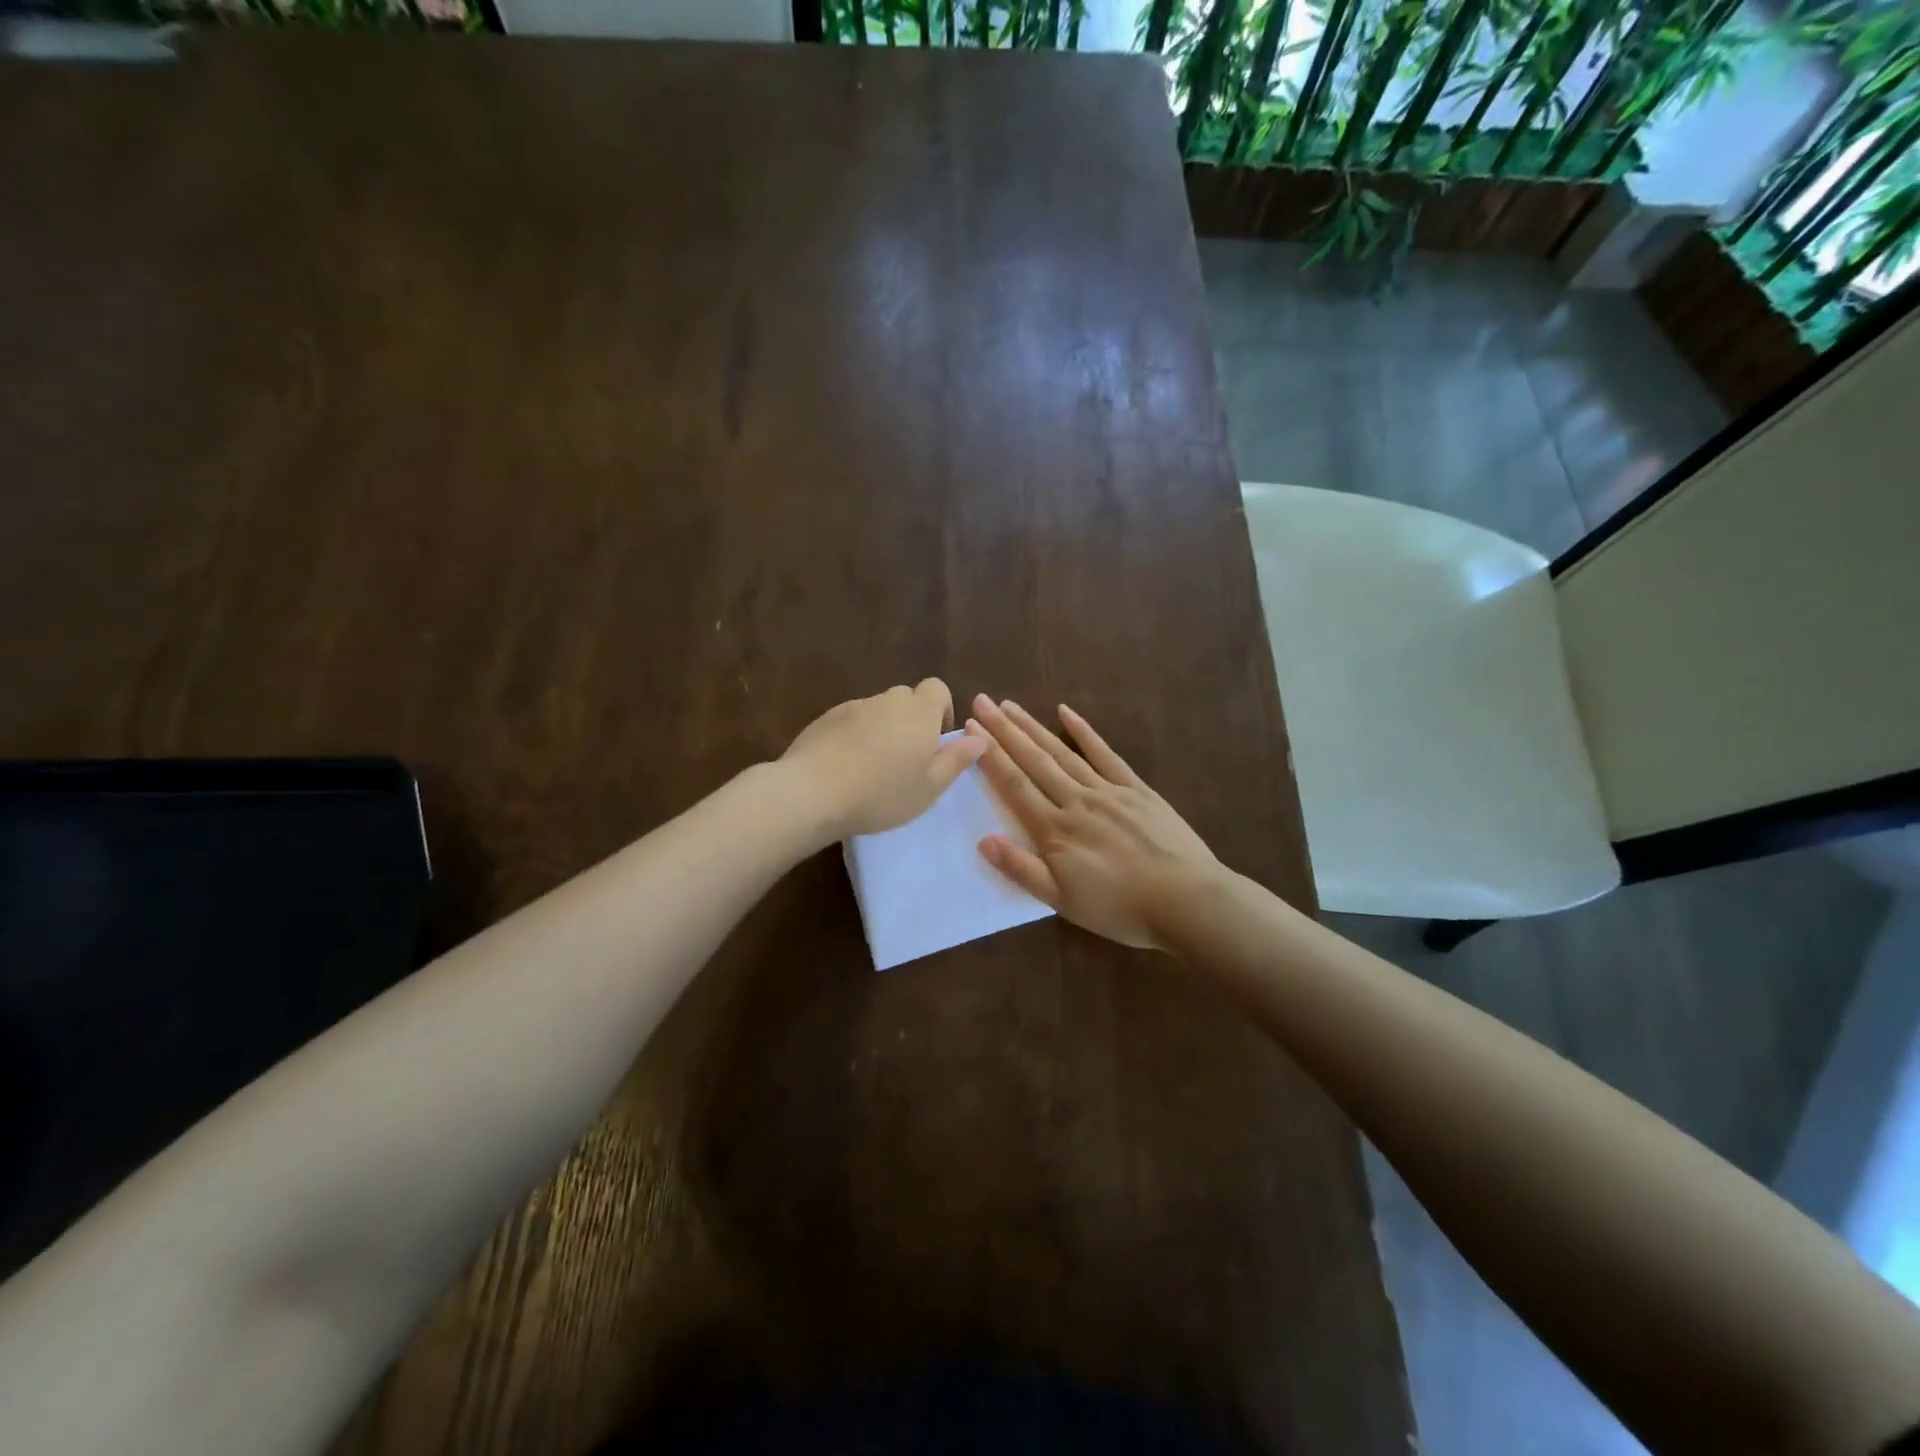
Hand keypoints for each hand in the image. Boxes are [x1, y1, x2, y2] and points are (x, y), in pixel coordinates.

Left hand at [780, 679, 987, 839]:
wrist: (812, 792)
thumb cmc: (882, 794)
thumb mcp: (930, 787)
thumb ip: (957, 760)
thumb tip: (979, 738)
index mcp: (919, 712)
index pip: (937, 688)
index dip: (941, 709)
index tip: (935, 741)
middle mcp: (887, 700)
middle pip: (906, 697)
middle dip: (911, 720)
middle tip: (906, 759)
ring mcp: (853, 707)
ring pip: (877, 710)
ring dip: (882, 729)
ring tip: (873, 767)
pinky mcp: (825, 718)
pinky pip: (851, 720)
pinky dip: (855, 736)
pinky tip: (846, 766)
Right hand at [966, 695, 1218, 949]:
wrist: (1187, 900)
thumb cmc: (1121, 908)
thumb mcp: (1063, 902)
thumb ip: (1022, 870)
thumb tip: (983, 840)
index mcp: (1055, 830)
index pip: (1015, 785)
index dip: (990, 756)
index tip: (970, 728)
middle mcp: (1076, 801)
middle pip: (1034, 760)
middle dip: (1004, 731)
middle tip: (982, 702)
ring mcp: (1108, 790)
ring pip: (1062, 752)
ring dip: (1034, 727)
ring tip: (1010, 706)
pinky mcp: (1135, 788)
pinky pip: (1105, 754)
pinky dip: (1084, 731)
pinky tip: (1066, 712)